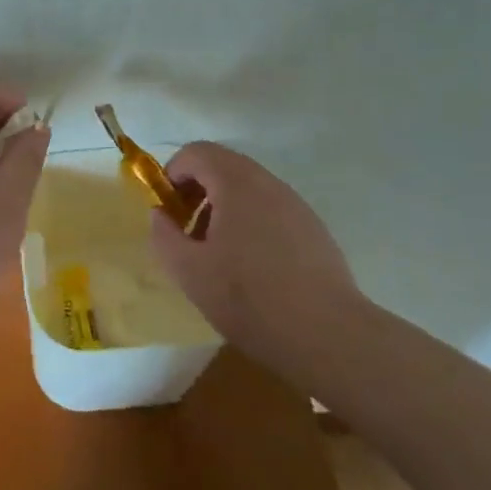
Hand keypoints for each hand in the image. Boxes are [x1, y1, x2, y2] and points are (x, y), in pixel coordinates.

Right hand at [148, 142, 365, 388]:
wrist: (329, 336)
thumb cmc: (250, 298)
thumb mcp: (189, 272)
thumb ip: (164, 235)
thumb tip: (160, 215)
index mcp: (236, 183)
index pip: (196, 153)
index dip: (172, 175)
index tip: (167, 211)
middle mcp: (268, 183)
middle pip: (223, 167)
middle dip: (197, 192)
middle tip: (188, 232)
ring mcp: (295, 205)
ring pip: (248, 189)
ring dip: (224, 209)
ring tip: (218, 256)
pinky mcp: (313, 229)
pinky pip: (271, 210)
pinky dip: (250, 224)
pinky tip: (253, 269)